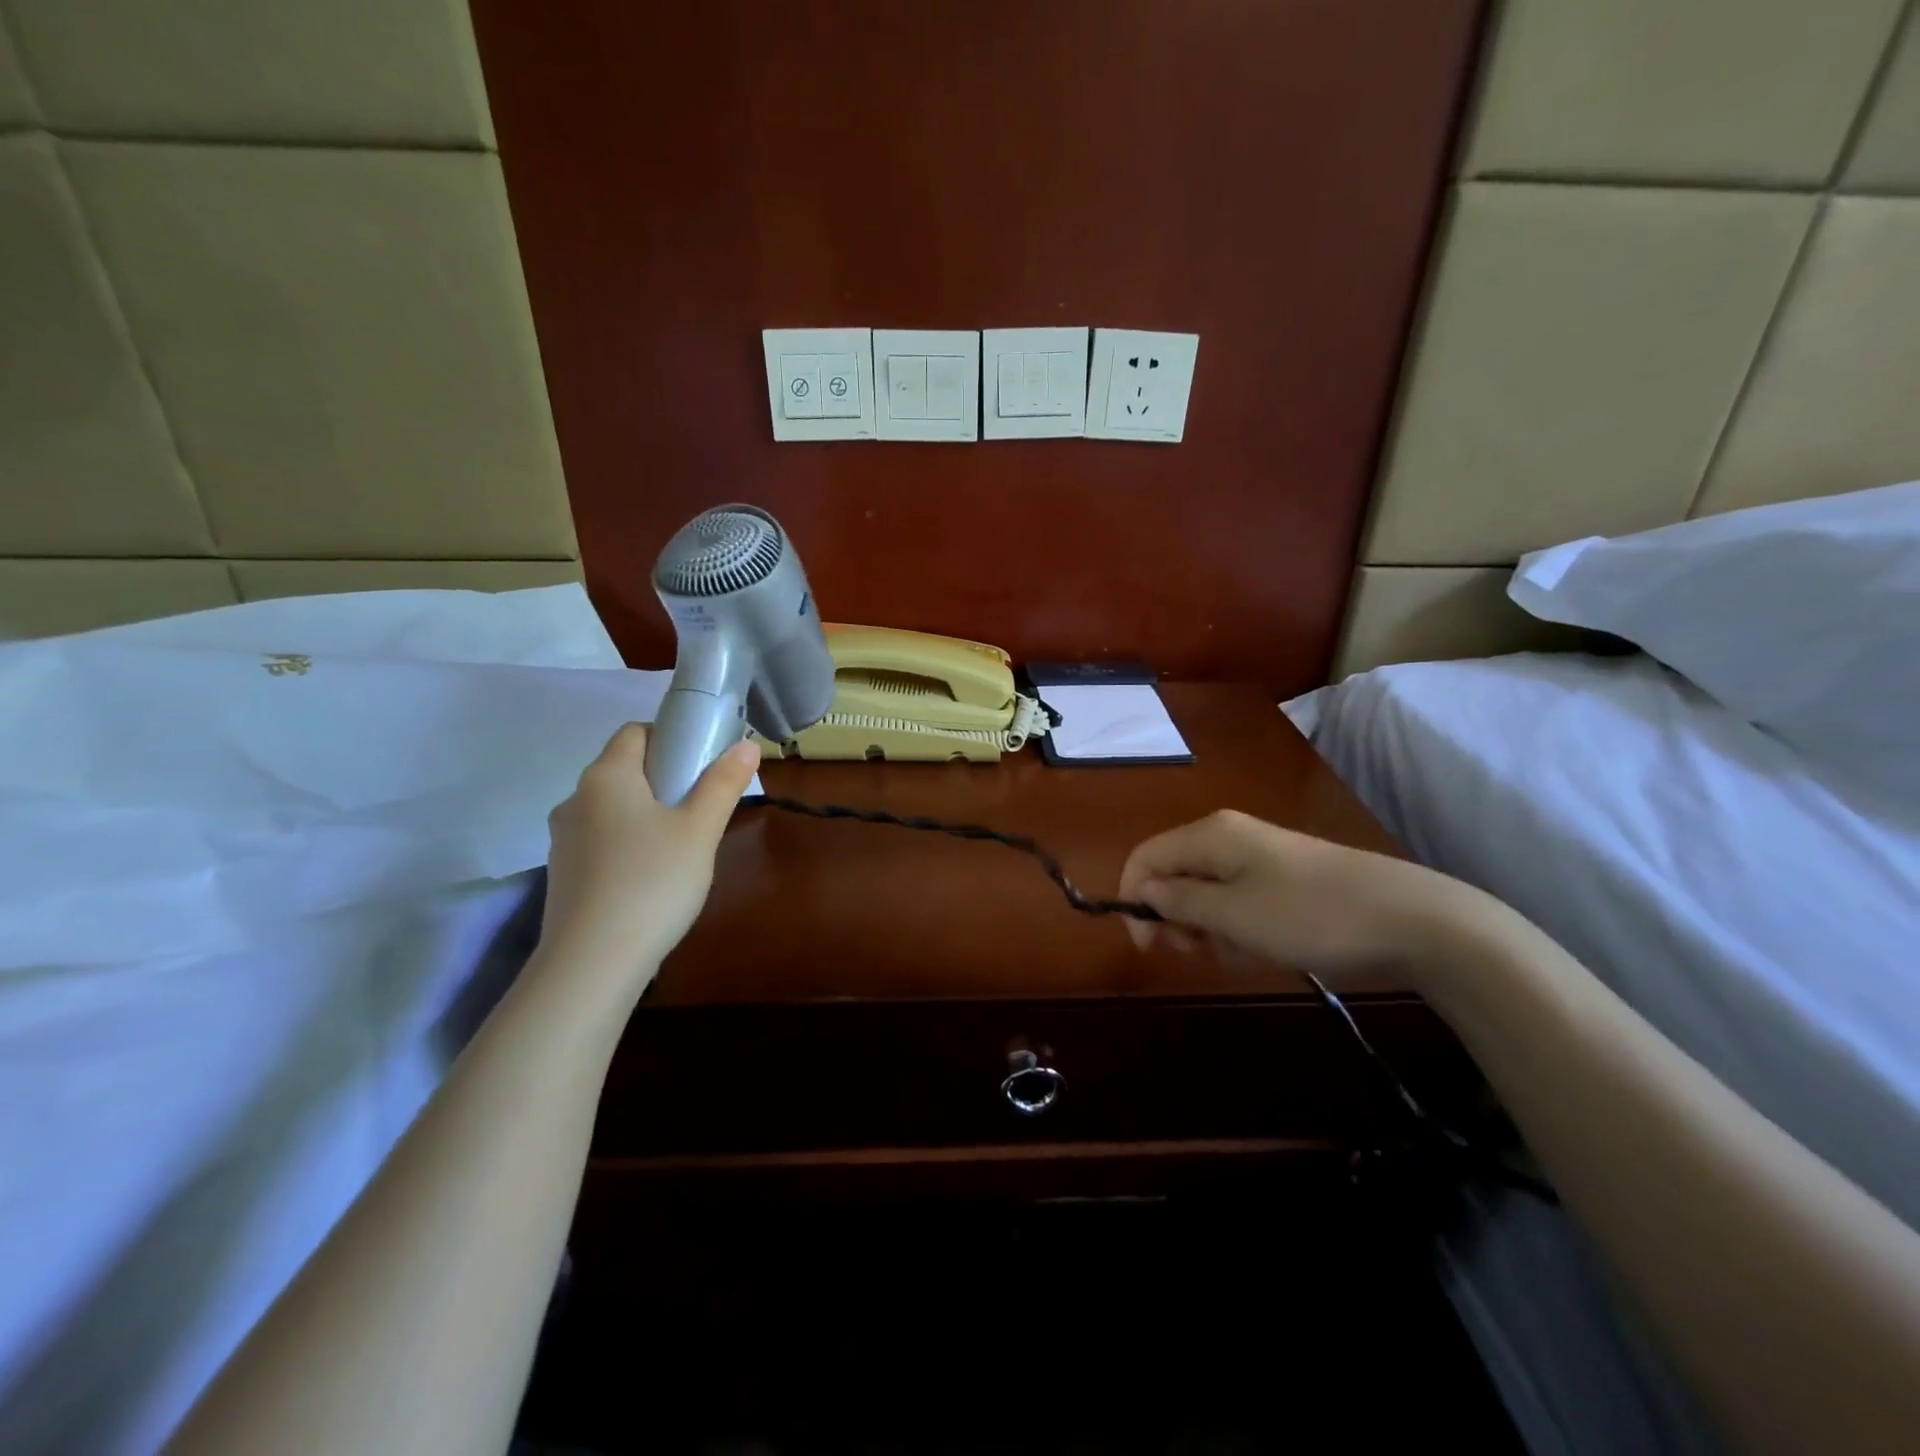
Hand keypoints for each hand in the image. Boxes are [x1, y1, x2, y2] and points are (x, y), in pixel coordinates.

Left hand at [539, 724, 759, 987]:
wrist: (592, 962)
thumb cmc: (653, 881)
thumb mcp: (700, 831)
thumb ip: (723, 784)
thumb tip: (746, 746)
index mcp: (606, 776)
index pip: (634, 732)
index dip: (671, 736)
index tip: (702, 762)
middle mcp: (576, 799)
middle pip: (623, 770)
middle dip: (663, 778)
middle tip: (702, 805)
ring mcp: (563, 839)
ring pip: (612, 808)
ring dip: (645, 813)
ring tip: (681, 845)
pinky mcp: (563, 874)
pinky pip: (601, 841)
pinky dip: (627, 844)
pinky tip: (652, 876)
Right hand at [1117, 809, 1462, 982]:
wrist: (1411, 920)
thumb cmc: (1309, 915)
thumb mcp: (1233, 915)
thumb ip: (1178, 902)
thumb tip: (1141, 890)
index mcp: (1210, 835)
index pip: (1145, 857)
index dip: (1134, 898)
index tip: (1148, 946)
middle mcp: (1228, 837)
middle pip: (1174, 875)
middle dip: (1174, 918)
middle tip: (1195, 952)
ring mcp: (1260, 858)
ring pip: (1206, 894)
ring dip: (1209, 929)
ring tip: (1239, 955)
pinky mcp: (1285, 880)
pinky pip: (1239, 903)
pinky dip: (1239, 930)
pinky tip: (1262, 952)